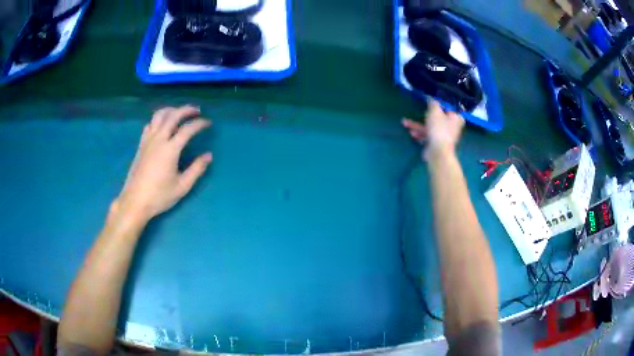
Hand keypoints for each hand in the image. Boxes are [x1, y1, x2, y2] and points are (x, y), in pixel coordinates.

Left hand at [114, 106, 212, 222]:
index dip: (200, 123)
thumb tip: (208, 156)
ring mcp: (148, 140)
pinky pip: (150, 124)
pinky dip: (159, 119)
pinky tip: (162, 125)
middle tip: (197, 111)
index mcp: (170, 149)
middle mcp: (158, 139)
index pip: (187, 129)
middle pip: (173, 115)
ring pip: (159, 115)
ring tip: (179, 113)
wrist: (135, 201)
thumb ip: (196, 169)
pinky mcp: (141, 145)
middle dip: (186, 110)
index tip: (208, 123)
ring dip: (171, 110)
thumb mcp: (182, 186)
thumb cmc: (159, 196)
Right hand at [402, 99, 464, 160]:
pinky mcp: (437, 144)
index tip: (429, 103)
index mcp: (455, 118)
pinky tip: (411, 133)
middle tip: (416, 113)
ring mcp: (444, 137)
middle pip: (438, 118)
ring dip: (418, 125)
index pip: (448, 108)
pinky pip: (428, 136)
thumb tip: (431, 98)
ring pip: (430, 127)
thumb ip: (433, 103)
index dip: (439, 105)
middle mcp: (452, 127)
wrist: (438, 151)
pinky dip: (420, 134)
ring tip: (405, 123)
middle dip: (424, 116)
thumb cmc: (439, 129)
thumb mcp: (434, 111)